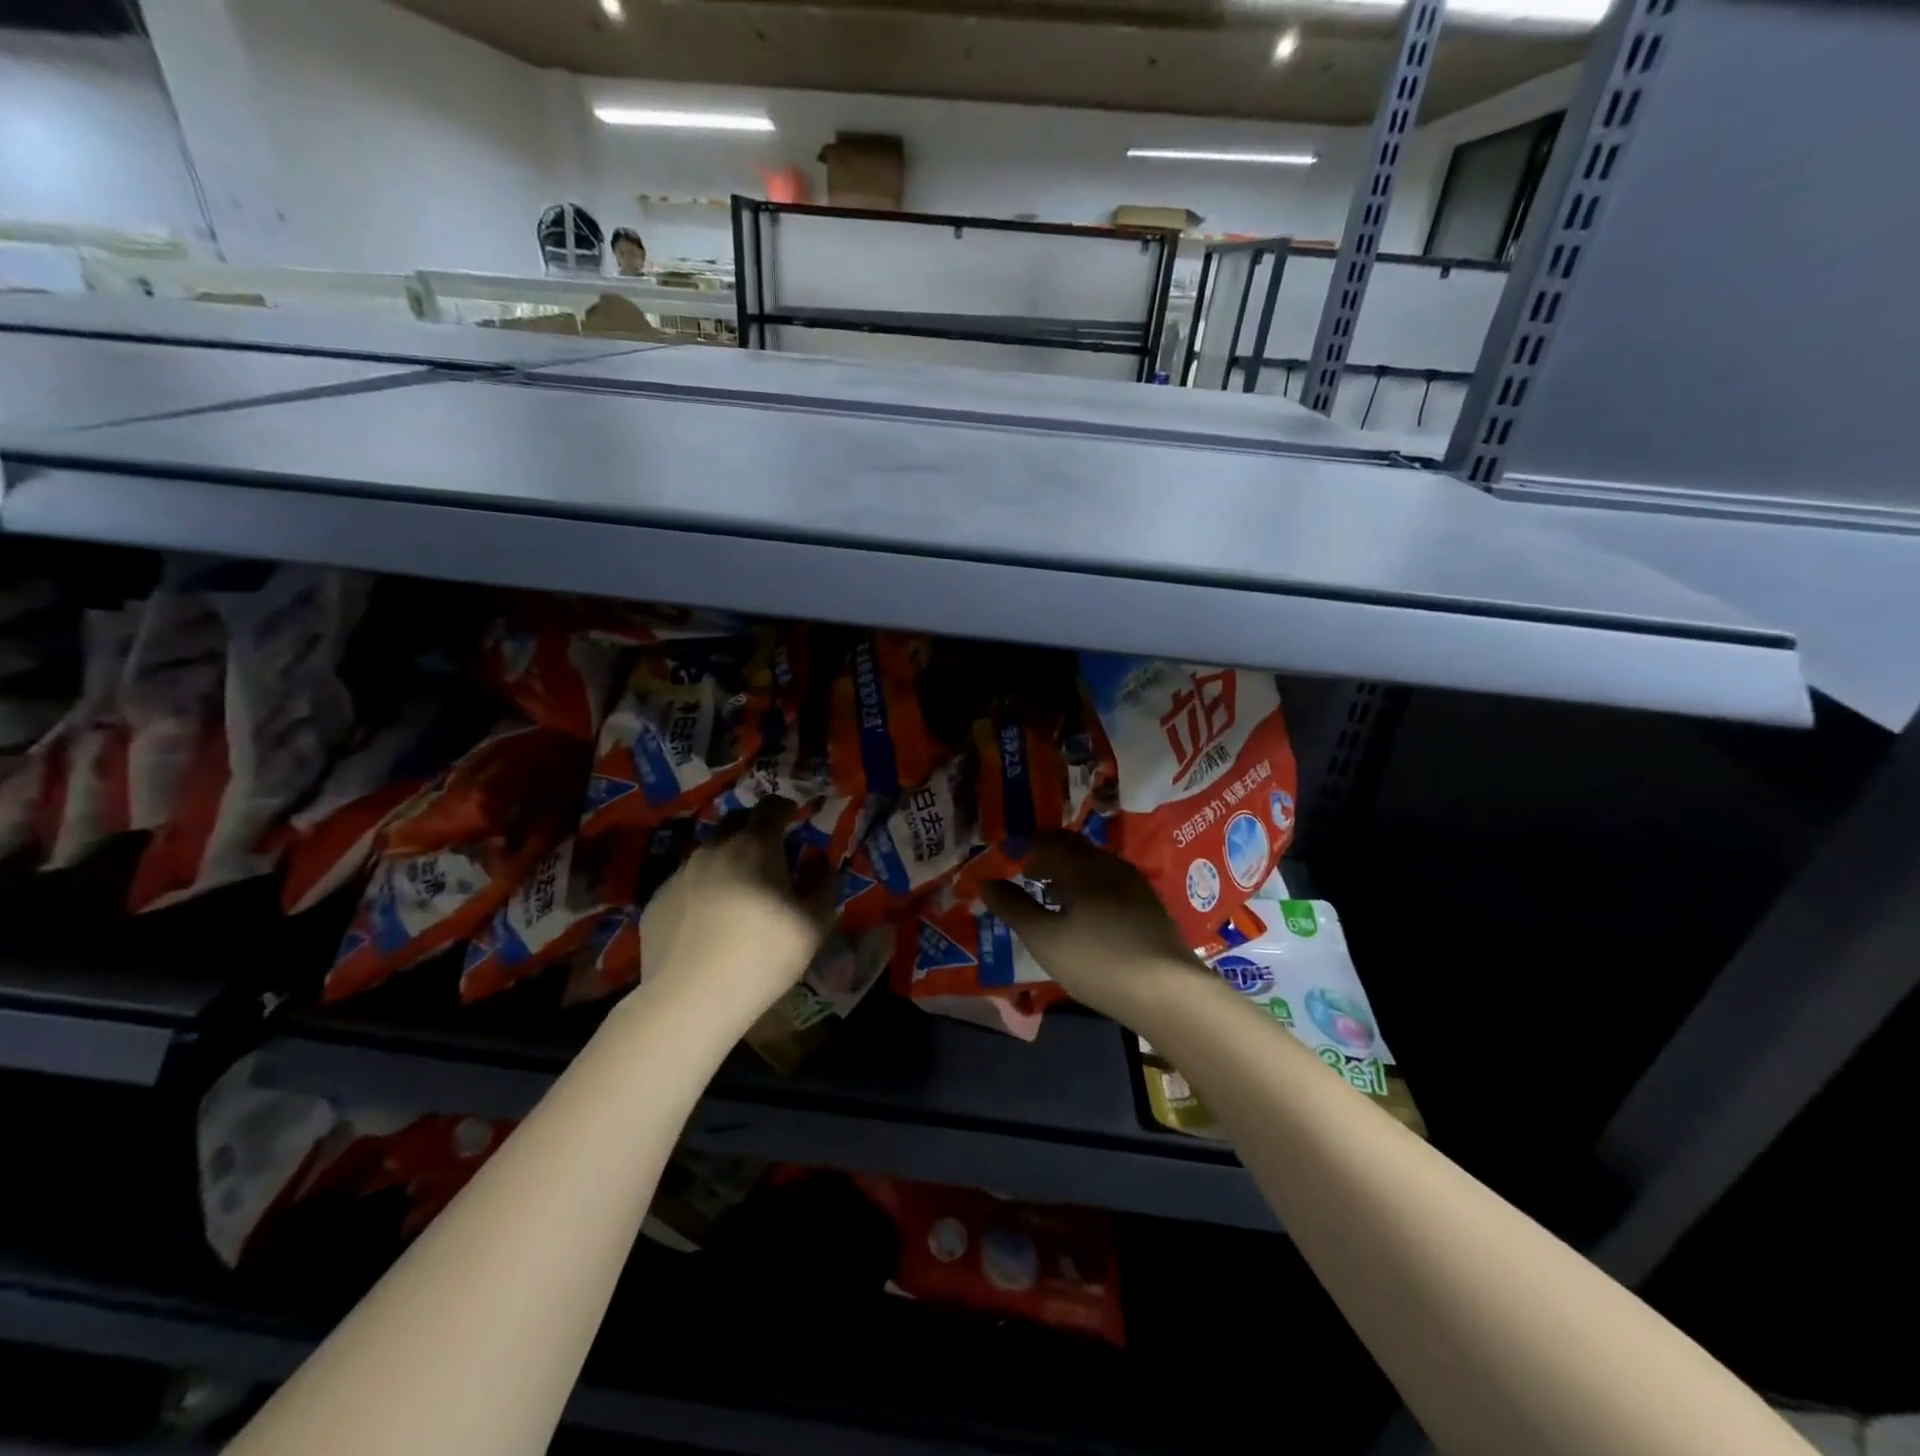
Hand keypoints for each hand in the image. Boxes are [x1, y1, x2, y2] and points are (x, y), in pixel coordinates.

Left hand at [635, 798, 834, 1028]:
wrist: (690, 1000)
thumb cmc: (762, 955)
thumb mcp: (814, 923)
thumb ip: (824, 883)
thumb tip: (821, 862)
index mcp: (755, 845)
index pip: (771, 807)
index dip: (786, 809)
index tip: (795, 818)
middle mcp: (713, 848)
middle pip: (735, 822)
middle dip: (754, 829)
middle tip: (769, 853)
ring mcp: (679, 873)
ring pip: (708, 852)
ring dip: (726, 859)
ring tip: (738, 889)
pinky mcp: (656, 901)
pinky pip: (686, 882)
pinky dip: (702, 888)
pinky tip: (709, 920)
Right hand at [980, 832, 1207, 1026]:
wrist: (1168, 991)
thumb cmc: (1097, 961)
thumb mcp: (1044, 938)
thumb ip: (1013, 907)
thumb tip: (985, 882)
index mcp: (1082, 866)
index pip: (1048, 840)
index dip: (1025, 844)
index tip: (1008, 855)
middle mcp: (1110, 865)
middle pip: (1074, 848)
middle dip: (1047, 855)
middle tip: (1027, 872)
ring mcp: (1134, 885)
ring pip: (1094, 865)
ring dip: (1068, 872)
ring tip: (1051, 895)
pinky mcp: (1149, 906)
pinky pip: (1110, 883)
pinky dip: (1088, 887)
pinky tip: (1085, 915)